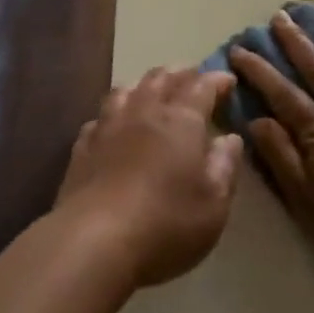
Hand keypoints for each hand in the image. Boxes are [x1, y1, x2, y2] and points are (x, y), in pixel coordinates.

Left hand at [55, 67, 244, 289]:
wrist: (94, 239)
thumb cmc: (166, 223)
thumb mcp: (213, 203)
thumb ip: (224, 166)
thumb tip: (230, 138)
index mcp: (181, 121)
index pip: (201, 87)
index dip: (216, 80)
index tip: (228, 79)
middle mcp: (143, 112)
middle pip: (161, 79)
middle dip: (181, 73)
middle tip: (192, 75)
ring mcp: (108, 126)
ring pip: (127, 90)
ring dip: (145, 83)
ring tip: (153, 87)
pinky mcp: (83, 146)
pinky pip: (100, 116)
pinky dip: (114, 111)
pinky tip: (114, 121)